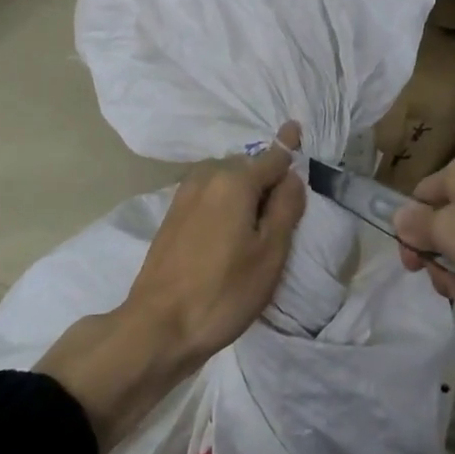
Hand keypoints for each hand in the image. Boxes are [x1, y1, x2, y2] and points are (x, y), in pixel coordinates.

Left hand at [36, 123, 305, 453]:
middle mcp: (207, 177)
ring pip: (225, 180)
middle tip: (286, 198)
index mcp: (234, 181)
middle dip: (267, 174)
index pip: (271, 157)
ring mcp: (184, 195)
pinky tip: (232, 223)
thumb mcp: (269, 253)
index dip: (288, 146)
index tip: (296, 127)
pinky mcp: (172, 216)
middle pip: (247, 166)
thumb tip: (292, 176)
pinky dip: (226, 199)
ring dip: (244, 188)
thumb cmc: (223, 291)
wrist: (158, 326)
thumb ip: (286, 208)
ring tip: (261, 213)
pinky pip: (209, 194)